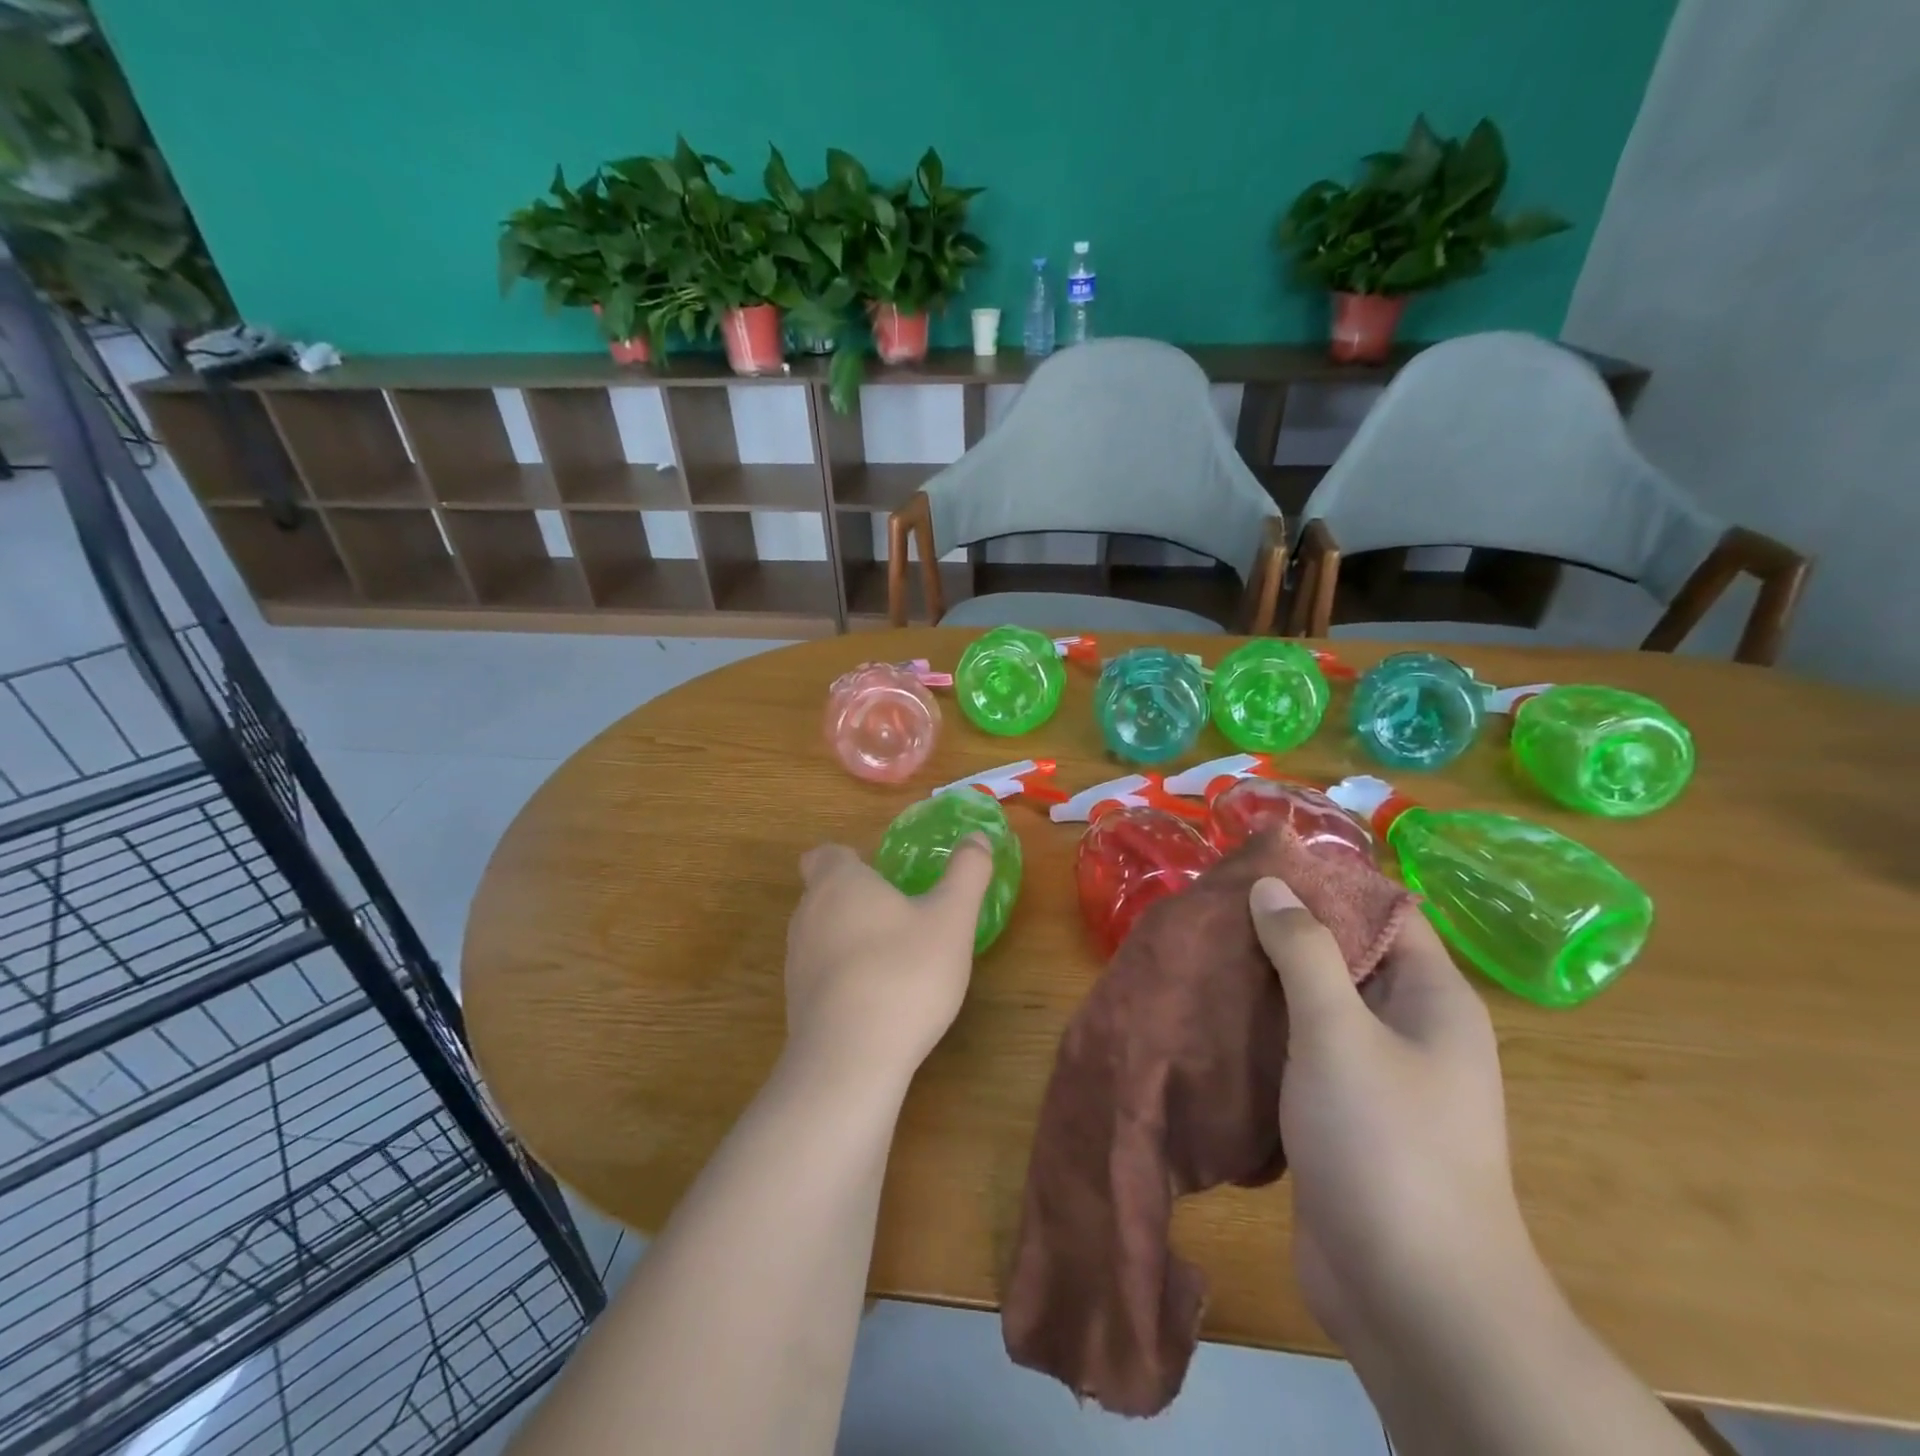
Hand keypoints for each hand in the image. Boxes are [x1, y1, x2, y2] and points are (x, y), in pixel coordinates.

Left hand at [782, 836, 993, 1090]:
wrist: (851, 1059)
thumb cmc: (905, 972)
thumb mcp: (952, 919)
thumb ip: (966, 873)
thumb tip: (978, 836)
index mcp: (839, 882)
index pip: (826, 854)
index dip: (850, 859)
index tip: (882, 875)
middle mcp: (808, 913)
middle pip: (824, 893)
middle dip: (857, 899)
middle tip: (902, 916)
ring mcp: (796, 961)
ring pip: (821, 934)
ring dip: (851, 939)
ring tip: (895, 960)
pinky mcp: (796, 1002)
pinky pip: (821, 974)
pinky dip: (844, 976)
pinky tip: (878, 1000)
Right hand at [1249, 877, 1536, 1351]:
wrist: (1411, 1298)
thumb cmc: (1386, 1144)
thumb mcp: (1339, 1032)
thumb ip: (1303, 951)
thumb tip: (1272, 884)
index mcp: (1432, 999)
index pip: (1384, 912)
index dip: (1329, 882)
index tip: (1262, 864)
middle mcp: (1409, 1028)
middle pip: (1345, 954)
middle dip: (1285, 927)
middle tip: (1217, 904)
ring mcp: (1373, 1074)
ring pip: (1315, 1003)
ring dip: (1267, 978)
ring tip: (1204, 946)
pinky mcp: (1338, 1112)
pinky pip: (1299, 1048)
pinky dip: (1262, 1026)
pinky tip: (1213, 1010)